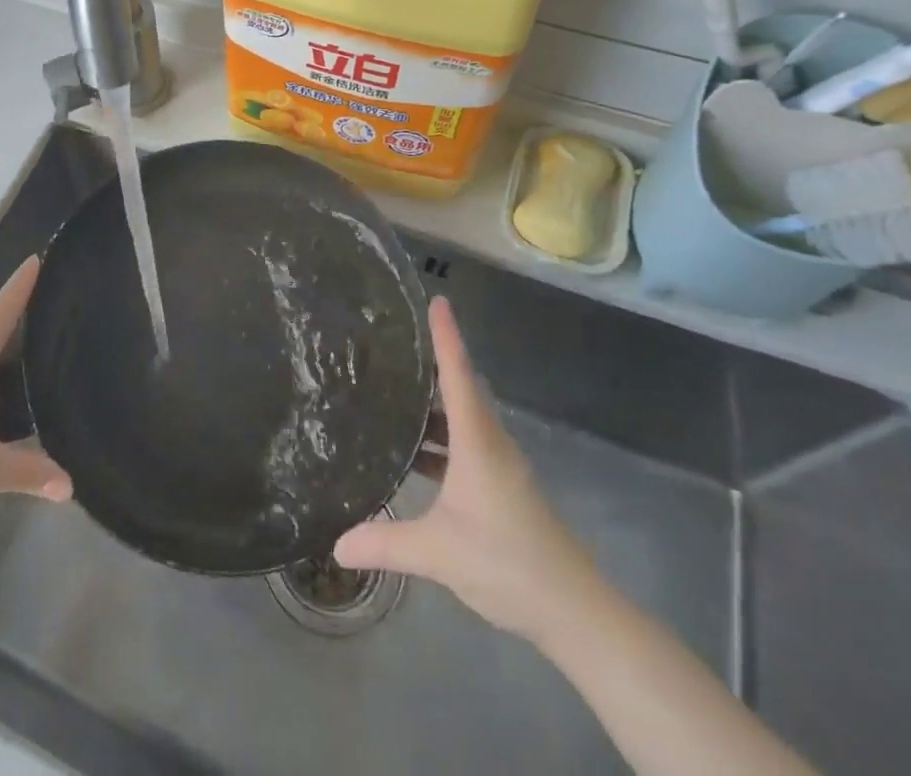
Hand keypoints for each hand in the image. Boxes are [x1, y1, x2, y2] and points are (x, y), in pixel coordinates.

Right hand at [333, 297, 598, 643]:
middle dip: (431, 362)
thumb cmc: (506, 562)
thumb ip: (385, 544)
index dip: (446, 336)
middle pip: (461, 388)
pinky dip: (438, 438)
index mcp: (477, 440)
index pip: (459, 374)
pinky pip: (464, 443)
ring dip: (431, 405)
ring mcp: (498, 466)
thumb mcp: (438, 553)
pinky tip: (412, 452)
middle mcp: (489, 443)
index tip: (437, 299)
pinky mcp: (501, 487)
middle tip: (392, 343)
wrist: (573, 610)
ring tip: (391, 392)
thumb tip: (336, 545)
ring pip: (462, 419)